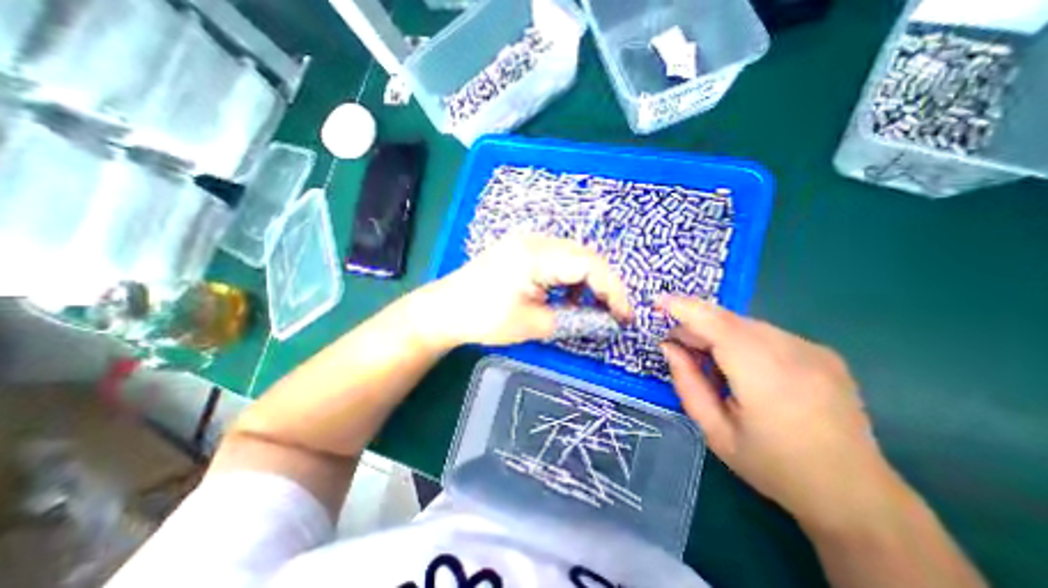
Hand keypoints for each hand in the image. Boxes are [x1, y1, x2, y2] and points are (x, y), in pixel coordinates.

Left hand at [414, 234, 632, 349]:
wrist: (445, 309)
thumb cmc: (484, 318)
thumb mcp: (533, 324)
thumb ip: (574, 320)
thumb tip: (604, 322)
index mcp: (537, 255)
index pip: (590, 266)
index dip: (613, 291)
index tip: (625, 317)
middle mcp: (536, 240)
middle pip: (585, 257)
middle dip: (604, 286)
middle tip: (612, 313)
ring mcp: (528, 242)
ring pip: (573, 257)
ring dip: (587, 282)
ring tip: (589, 308)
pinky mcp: (522, 250)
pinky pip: (557, 259)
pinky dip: (569, 278)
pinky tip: (566, 296)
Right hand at [658, 296, 895, 530]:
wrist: (856, 495)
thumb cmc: (773, 467)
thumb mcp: (715, 432)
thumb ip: (687, 383)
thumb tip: (669, 347)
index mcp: (768, 380)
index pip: (719, 326)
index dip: (686, 309)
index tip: (658, 301)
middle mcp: (795, 355)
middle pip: (729, 321)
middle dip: (695, 324)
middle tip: (675, 343)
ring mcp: (814, 350)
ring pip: (745, 324)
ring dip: (716, 332)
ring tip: (705, 357)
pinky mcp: (822, 351)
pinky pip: (765, 332)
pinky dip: (738, 338)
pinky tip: (737, 364)